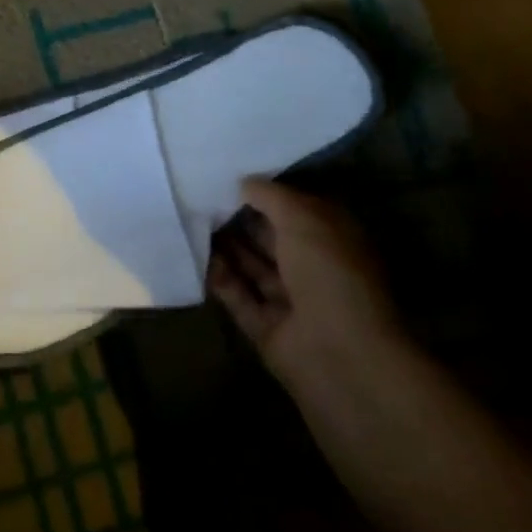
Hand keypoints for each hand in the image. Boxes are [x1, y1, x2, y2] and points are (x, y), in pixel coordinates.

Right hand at [207, 180, 398, 386]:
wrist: (339, 353)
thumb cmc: (329, 273)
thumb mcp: (302, 218)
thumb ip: (270, 196)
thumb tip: (244, 183)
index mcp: (334, 240)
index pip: (297, 210)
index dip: (267, 194)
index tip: (230, 177)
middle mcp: (314, 268)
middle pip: (272, 239)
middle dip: (241, 220)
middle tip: (201, 197)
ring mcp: (290, 301)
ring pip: (252, 267)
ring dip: (226, 247)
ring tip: (192, 221)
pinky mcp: (266, 327)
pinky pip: (238, 297)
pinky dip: (220, 278)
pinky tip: (197, 256)